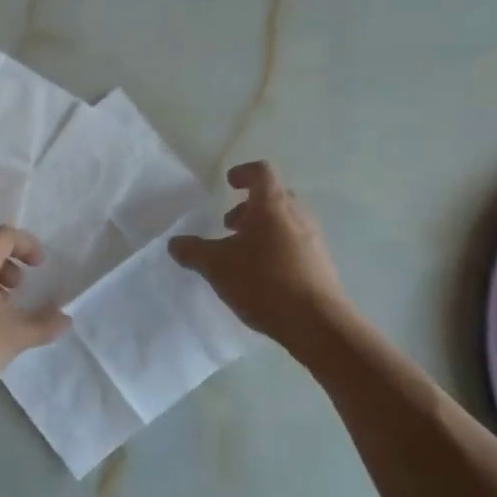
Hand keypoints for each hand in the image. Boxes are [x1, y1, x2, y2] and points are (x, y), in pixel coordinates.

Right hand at [169, 161, 346, 344]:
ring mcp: (313, 240)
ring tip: (242, 253)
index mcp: (272, 206)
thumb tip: (175, 243)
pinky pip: (295, 244)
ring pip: (285, 222)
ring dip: (263, 229)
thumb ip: (193, 252)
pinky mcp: (321, 264)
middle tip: (230, 225)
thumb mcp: (217, 267)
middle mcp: (297, 216)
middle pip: (274, 197)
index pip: (261, 173)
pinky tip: (261, 275)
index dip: (243, 173)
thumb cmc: (264, 282)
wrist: (318, 324)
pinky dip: (276, 248)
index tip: (229, 183)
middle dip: (249, 207)